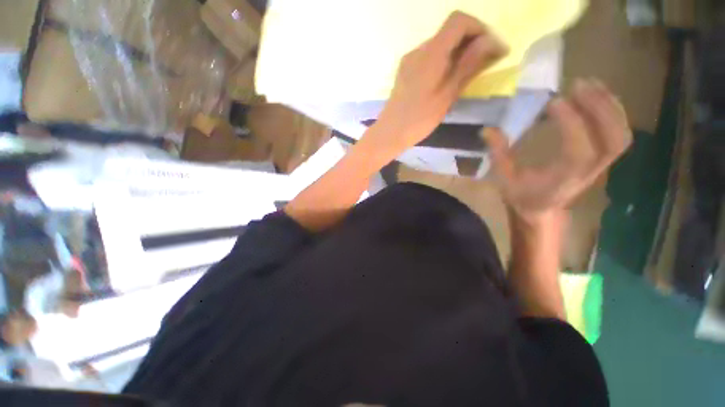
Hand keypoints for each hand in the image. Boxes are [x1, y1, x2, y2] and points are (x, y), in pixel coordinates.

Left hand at [375, 11, 507, 149]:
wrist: (389, 133)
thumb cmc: (418, 119)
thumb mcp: (447, 95)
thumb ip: (468, 66)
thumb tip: (490, 41)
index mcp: (431, 53)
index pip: (459, 20)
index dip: (479, 28)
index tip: (491, 49)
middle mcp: (418, 50)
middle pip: (449, 32)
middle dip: (471, 42)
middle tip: (485, 64)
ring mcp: (409, 61)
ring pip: (439, 46)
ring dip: (458, 53)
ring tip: (467, 74)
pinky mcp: (405, 71)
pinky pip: (428, 58)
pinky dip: (443, 62)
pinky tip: (446, 80)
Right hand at [484, 79, 631, 223]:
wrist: (542, 210)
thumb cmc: (522, 195)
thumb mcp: (504, 179)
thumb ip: (498, 155)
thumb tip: (487, 130)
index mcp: (561, 180)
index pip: (578, 152)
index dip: (572, 125)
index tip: (554, 102)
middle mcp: (588, 173)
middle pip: (611, 141)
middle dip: (599, 108)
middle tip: (578, 85)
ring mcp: (600, 166)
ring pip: (620, 135)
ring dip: (609, 106)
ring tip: (590, 84)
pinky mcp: (602, 159)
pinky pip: (618, 134)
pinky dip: (614, 112)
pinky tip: (599, 97)